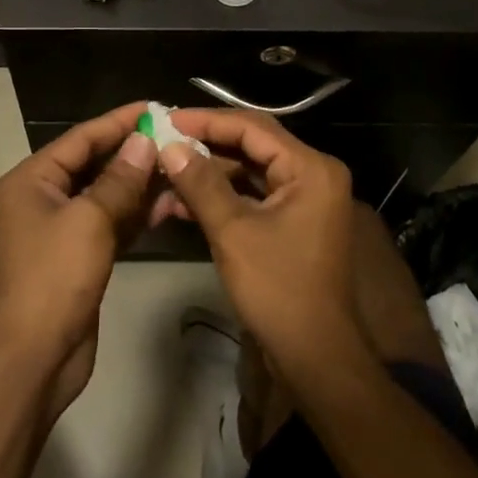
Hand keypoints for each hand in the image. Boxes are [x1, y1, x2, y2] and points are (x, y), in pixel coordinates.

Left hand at [0, 103, 157, 421]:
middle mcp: (44, 197)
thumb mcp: (89, 220)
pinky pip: (112, 222)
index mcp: (33, 179)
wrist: (37, 356)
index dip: (118, 121)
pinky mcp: (81, 254)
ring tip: (180, 167)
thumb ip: (120, 179)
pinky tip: (169, 204)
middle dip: (134, 152)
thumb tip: (145, 141)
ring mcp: (63, 227)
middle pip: (94, 163)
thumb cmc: (55, 277)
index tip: (155, 106)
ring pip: (107, 194)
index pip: (81, 138)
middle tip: (175, 136)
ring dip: (140, 184)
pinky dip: (137, 214)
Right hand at [157, 109, 365, 380]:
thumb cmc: (278, 289)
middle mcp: (312, 174)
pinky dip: (220, 196)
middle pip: (251, 144)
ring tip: (165, 171)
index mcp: (310, 168)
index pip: (251, 127)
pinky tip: (181, 202)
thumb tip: (168, 146)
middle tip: (163, 139)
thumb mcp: (233, 231)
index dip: (206, 120)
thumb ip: (200, 183)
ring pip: (248, 171)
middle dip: (205, 144)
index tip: (166, 119)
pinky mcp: (291, 221)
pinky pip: (252, 195)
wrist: (314, 358)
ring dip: (208, 173)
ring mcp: (303, 199)